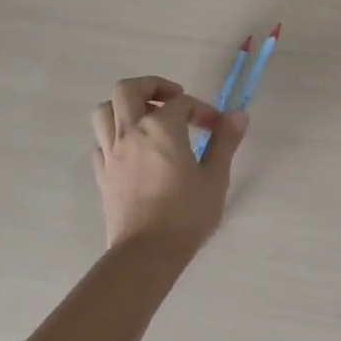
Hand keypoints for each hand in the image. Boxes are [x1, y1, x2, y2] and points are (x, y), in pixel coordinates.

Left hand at [90, 77, 246, 255]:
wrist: (146, 254)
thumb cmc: (186, 214)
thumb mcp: (215, 177)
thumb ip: (225, 141)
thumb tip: (238, 114)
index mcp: (162, 128)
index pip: (181, 103)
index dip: (202, 110)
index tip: (216, 127)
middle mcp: (131, 132)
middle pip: (127, 90)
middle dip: (151, 86)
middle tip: (172, 99)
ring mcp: (112, 153)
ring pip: (105, 111)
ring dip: (124, 107)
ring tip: (147, 119)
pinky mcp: (102, 174)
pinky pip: (101, 142)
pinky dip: (115, 136)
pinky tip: (133, 150)